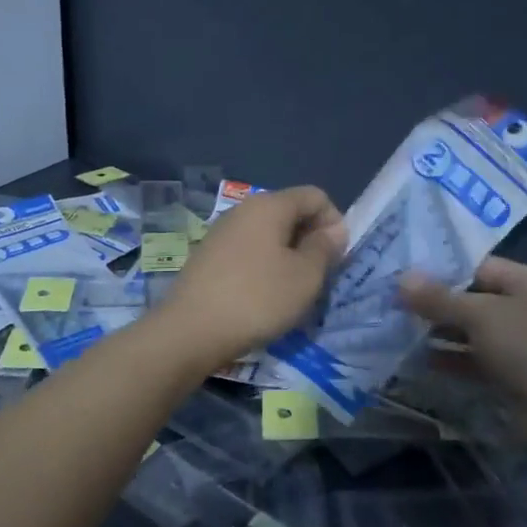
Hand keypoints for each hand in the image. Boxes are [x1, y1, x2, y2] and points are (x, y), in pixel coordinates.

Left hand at [154, 186, 346, 370]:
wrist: (190, 331)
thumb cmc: (257, 299)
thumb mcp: (305, 277)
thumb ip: (325, 248)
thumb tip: (334, 230)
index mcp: (270, 205)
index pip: (315, 196)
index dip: (334, 222)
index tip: (337, 258)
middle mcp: (244, 210)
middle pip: (291, 212)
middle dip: (312, 240)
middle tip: (319, 277)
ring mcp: (222, 232)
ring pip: (269, 234)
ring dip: (289, 256)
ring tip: (293, 291)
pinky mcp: (209, 255)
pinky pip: (249, 250)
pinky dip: (265, 266)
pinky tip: (263, 297)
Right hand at [399, 257, 526, 414]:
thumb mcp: (481, 316)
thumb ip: (440, 298)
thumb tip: (402, 279)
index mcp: (526, 282)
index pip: (477, 266)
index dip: (440, 269)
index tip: (401, 273)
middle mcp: (523, 308)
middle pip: (471, 298)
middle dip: (434, 302)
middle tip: (391, 302)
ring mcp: (518, 344)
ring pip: (470, 331)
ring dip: (438, 332)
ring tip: (395, 328)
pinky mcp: (511, 376)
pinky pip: (473, 360)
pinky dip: (449, 359)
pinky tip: (417, 360)